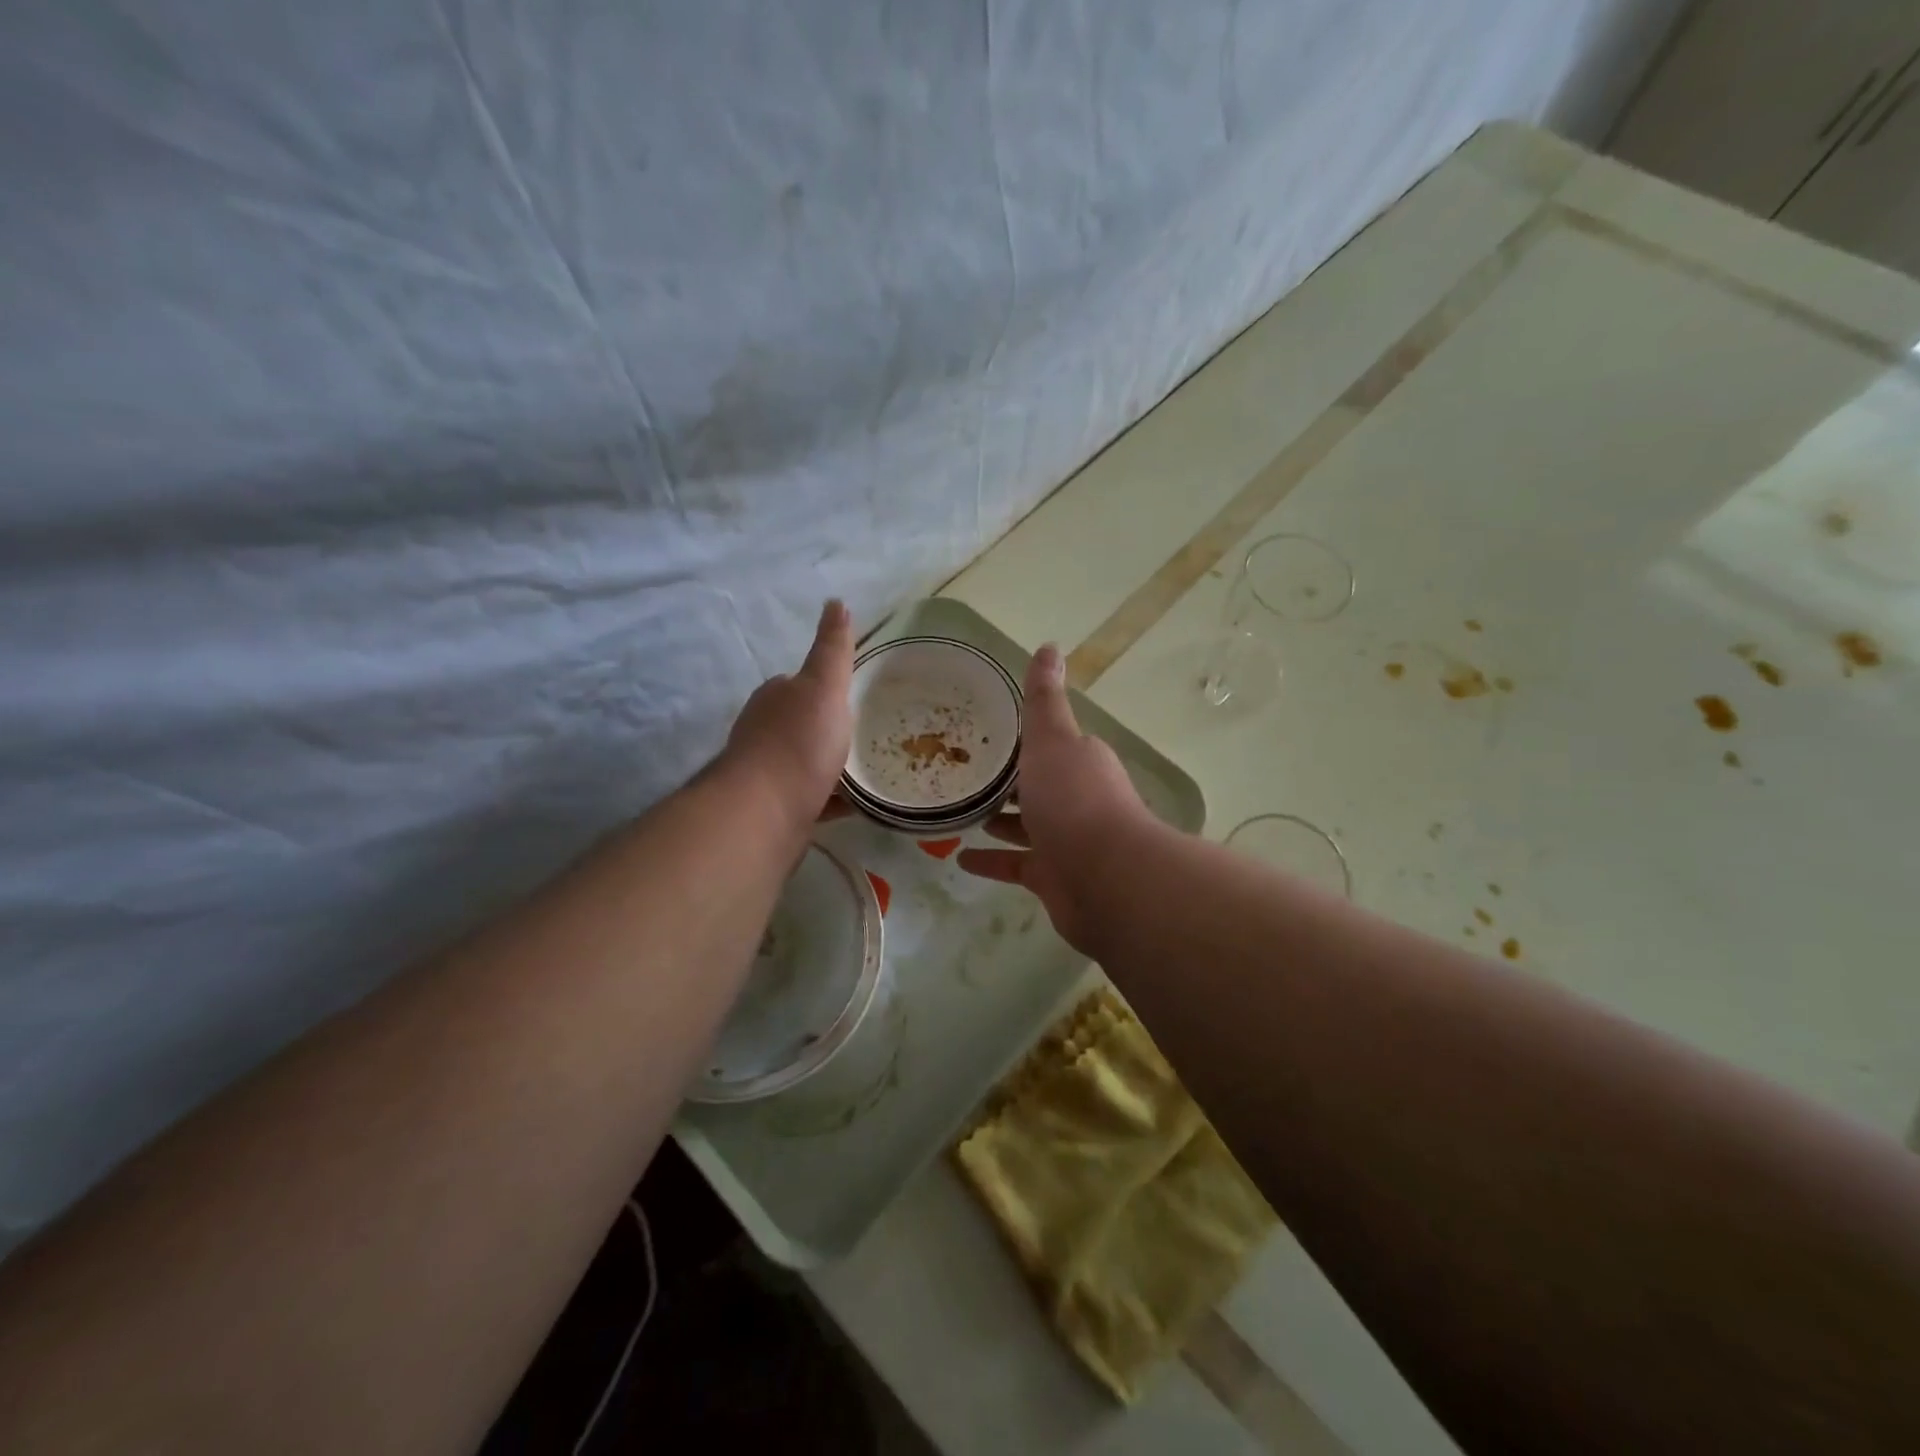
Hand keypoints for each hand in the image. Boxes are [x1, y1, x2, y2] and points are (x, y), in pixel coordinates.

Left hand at [722, 600, 854, 836]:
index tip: (850, 695)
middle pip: (799, 724)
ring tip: (865, 770)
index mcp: (774, 698)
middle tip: (864, 733)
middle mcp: (763, 732)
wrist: (764, 813)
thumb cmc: (798, 743)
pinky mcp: (774, 810)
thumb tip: (835, 601)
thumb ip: (832, 649)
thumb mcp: (824, 687)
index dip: (823, 687)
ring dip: (828, 765)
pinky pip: (809, 799)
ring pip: (803, 763)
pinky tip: (853, 805)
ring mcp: (765, 774)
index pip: (798, 684)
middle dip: (825, 728)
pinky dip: (829, 799)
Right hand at [958, 644, 1150, 953]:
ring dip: (997, 820)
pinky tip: (960, 858)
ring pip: (1026, 825)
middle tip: (960, 773)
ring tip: (957, 812)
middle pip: (1036, 785)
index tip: (980, 734)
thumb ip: (1043, 699)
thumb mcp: (1052, 739)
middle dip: (1005, 781)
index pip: (1047, 744)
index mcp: (1078, 761)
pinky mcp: (1054, 877)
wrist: (1105, 878)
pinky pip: (1016, 864)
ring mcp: (1066, 841)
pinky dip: (991, 860)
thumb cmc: (1073, 800)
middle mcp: (1076, 798)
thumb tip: (1050, 646)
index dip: (1018, 739)